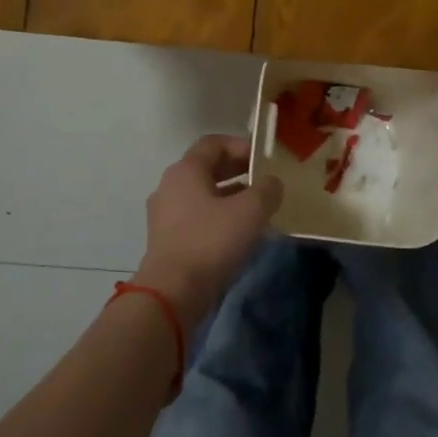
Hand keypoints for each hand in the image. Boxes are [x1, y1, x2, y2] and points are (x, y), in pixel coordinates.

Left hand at [134, 135, 283, 330]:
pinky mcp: (167, 240)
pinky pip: (197, 218)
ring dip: (230, 197)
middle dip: (238, 171)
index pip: (214, 143)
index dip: (241, 146)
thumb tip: (272, 182)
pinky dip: (218, 218)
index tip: (264, 159)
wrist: (172, 293)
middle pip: (207, 168)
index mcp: (185, 170)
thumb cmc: (211, 241)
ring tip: (258, 209)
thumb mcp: (251, 211)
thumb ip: (267, 189)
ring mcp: (165, 215)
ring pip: (203, 195)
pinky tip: (240, 233)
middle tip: (266, 181)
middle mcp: (170, 186)